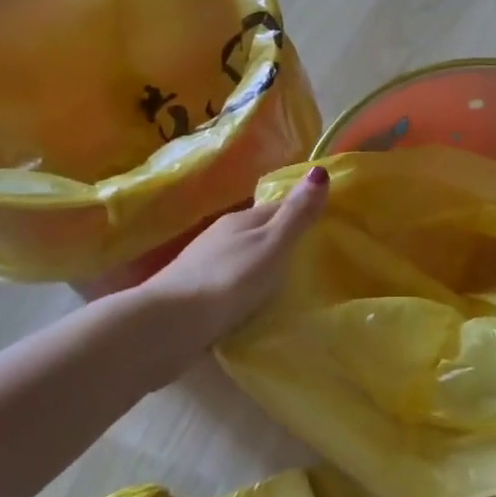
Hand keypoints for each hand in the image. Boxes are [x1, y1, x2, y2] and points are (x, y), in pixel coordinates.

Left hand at [123, 167, 328, 349]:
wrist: (167, 326)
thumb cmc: (228, 280)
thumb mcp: (272, 246)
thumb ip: (296, 215)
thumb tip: (320, 170)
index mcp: (241, 219)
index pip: (279, 208)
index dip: (303, 213)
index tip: (329, 227)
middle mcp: (221, 236)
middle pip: (261, 234)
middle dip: (285, 243)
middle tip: (317, 260)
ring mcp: (205, 265)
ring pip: (245, 259)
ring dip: (264, 268)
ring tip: (292, 286)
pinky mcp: (195, 296)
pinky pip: (232, 285)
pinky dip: (247, 290)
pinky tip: (257, 305)